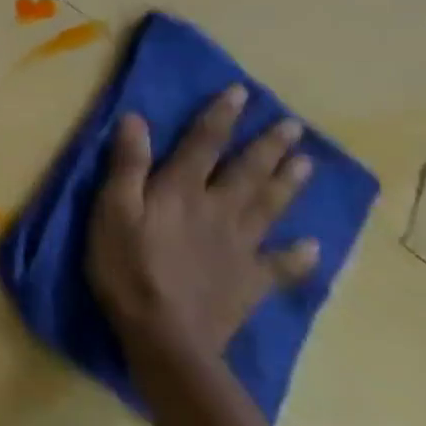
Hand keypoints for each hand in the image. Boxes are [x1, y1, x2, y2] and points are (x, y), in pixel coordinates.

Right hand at [88, 87, 320, 358]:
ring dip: (288, 183)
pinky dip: (299, 255)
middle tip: (291, 125)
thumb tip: (137, 120)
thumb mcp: (112, 210)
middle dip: (268, 146)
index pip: (204, 144)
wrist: (165, 334)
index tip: (240, 92)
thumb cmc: (126, 266)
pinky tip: (313, 247)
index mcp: (181, 191)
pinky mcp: (251, 281)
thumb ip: (127, 166)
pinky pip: (281, 265)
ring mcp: (240, 247)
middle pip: (248, 172)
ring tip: (306, 162)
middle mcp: (218, 210)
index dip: (220, 116)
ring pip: (270, 207)